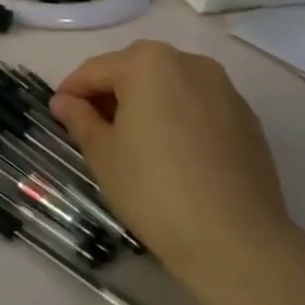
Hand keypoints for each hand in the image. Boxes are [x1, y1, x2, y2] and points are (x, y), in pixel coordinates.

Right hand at [50, 41, 290, 283]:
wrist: (237, 241)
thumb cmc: (154, 189)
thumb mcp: (102, 153)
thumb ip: (79, 118)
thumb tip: (64, 102)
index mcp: (148, 63)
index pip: (96, 70)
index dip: (72, 91)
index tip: (57, 113)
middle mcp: (189, 63)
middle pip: (135, 70)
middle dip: (110, 93)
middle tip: (92, 127)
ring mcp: (224, 89)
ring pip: (169, 85)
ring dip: (145, 103)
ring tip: (131, 140)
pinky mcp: (247, 119)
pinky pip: (198, 105)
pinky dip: (177, 117)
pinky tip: (170, 152)